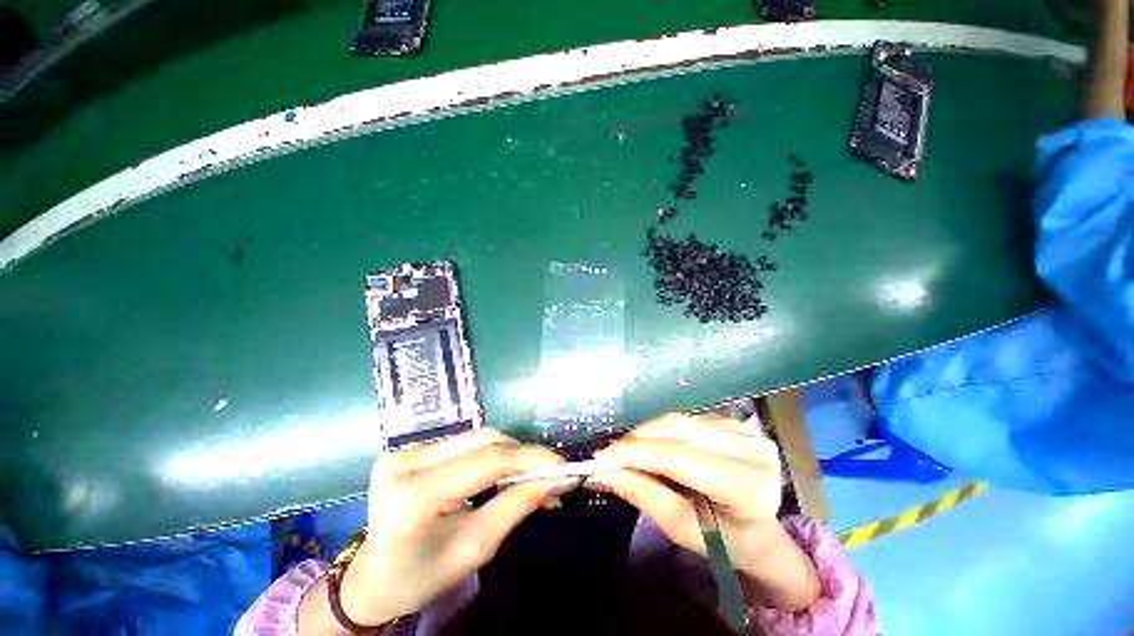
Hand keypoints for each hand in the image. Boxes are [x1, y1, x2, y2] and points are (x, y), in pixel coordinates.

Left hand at [301, 428, 576, 631]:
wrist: (372, 578)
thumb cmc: (422, 576)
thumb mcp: (475, 548)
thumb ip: (516, 506)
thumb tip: (554, 479)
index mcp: (414, 495)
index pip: (486, 461)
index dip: (529, 458)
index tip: (561, 465)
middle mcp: (406, 461)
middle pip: (482, 439)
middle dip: (522, 453)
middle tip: (548, 472)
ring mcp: (405, 450)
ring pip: (476, 437)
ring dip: (508, 452)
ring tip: (530, 472)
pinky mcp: (410, 448)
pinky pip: (464, 442)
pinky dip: (490, 452)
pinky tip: (503, 468)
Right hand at [584, 413, 818, 611]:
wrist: (760, 533)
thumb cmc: (723, 542)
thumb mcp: (681, 529)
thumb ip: (643, 495)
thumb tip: (602, 471)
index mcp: (749, 487)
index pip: (682, 458)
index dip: (638, 452)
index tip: (602, 456)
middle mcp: (751, 449)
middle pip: (678, 429)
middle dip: (636, 438)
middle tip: (608, 453)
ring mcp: (744, 430)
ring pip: (678, 419)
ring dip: (645, 432)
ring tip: (624, 449)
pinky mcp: (732, 421)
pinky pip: (684, 418)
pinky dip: (660, 430)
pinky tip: (649, 444)